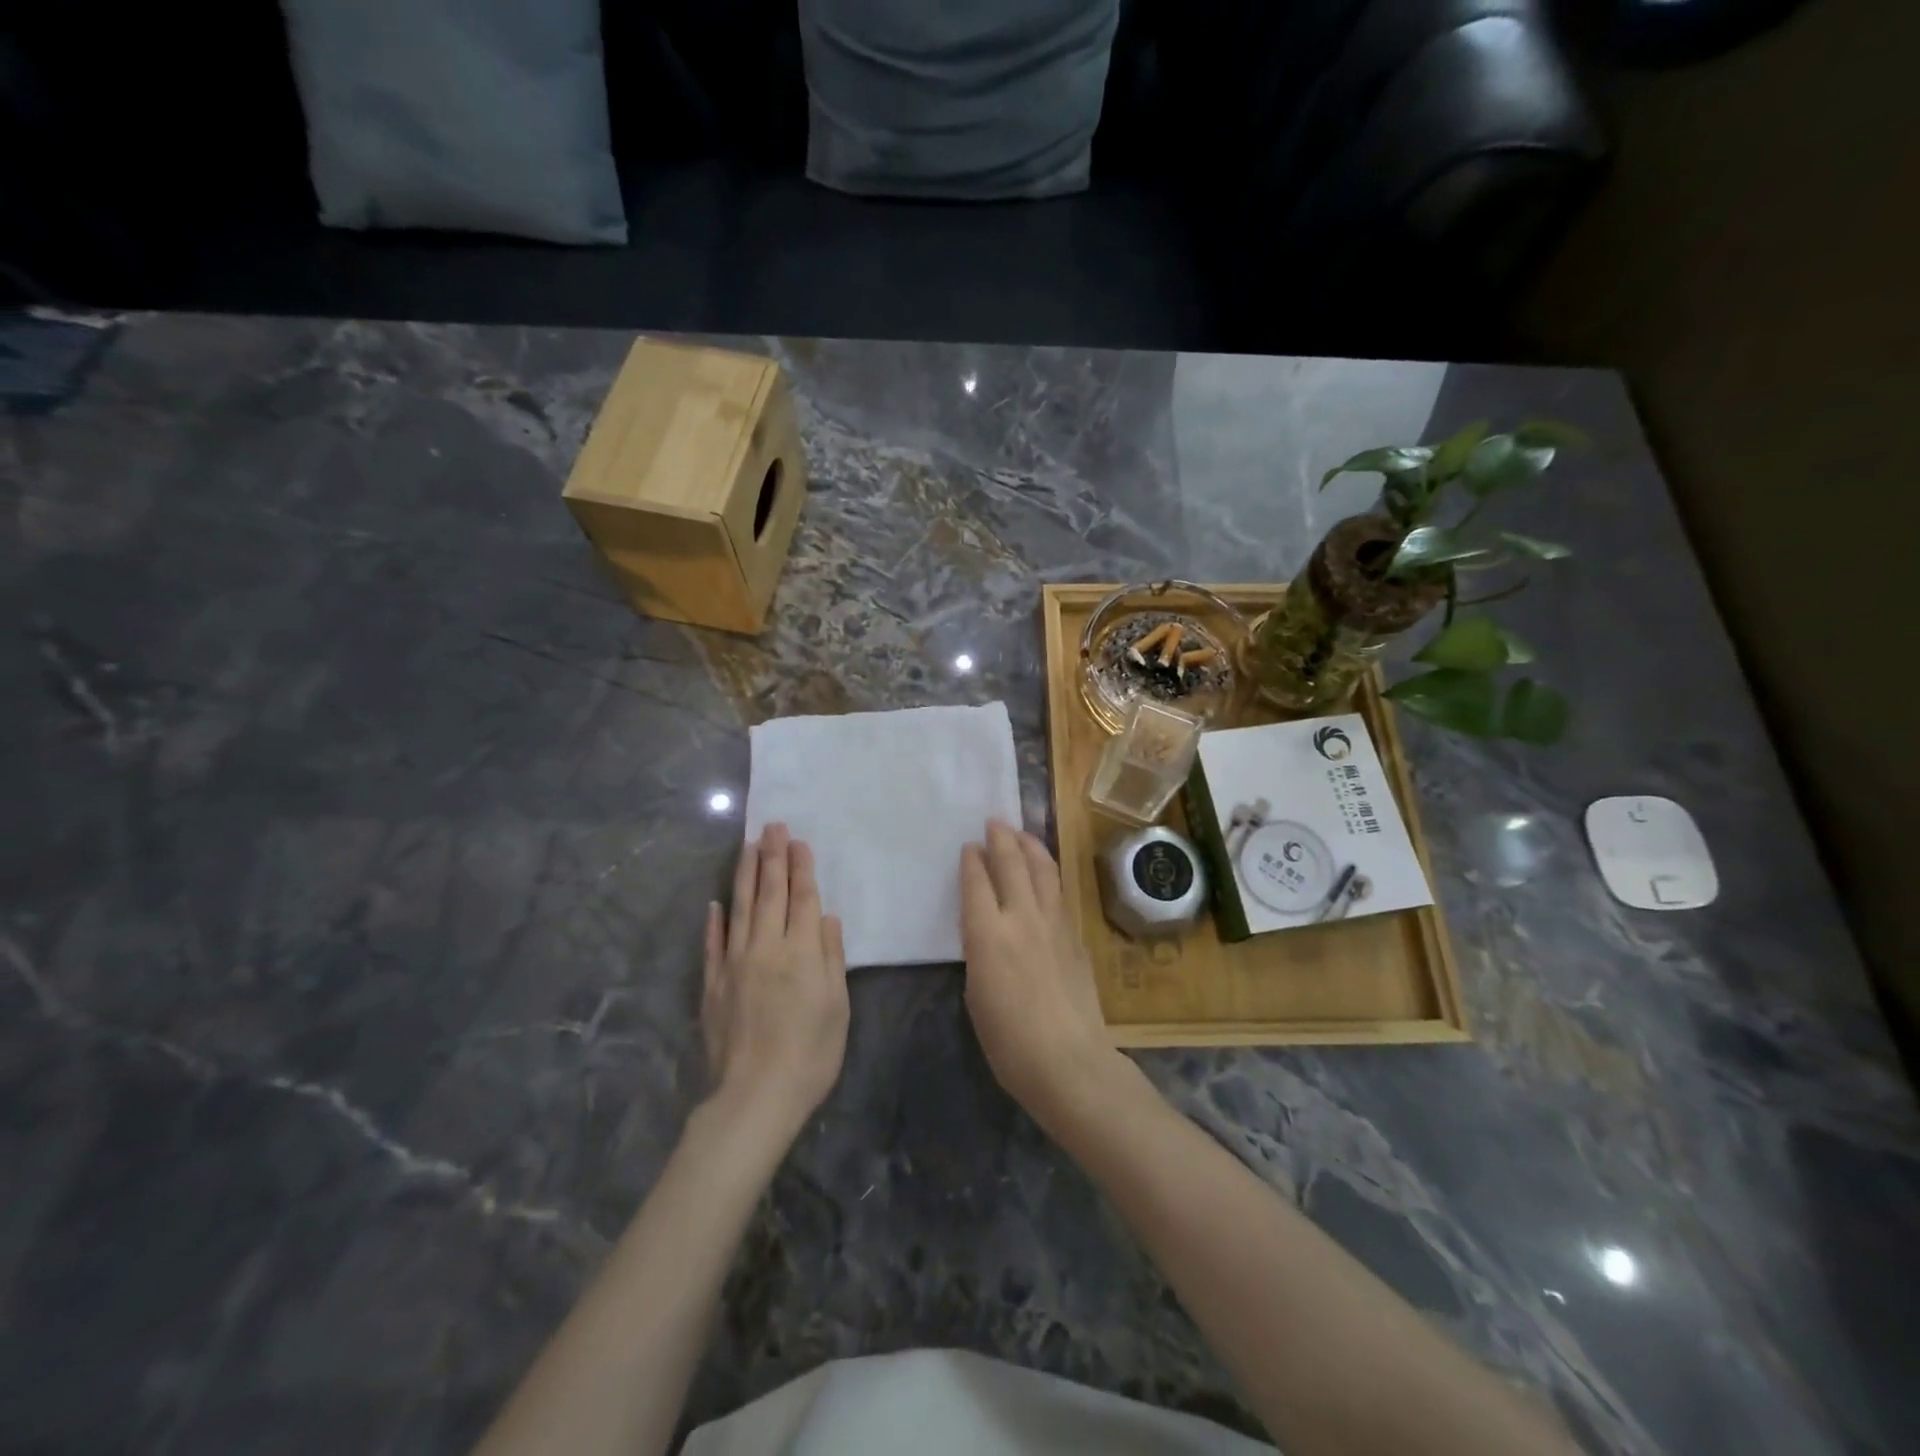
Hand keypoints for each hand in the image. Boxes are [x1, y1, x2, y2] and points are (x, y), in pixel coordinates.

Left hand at [703, 824, 848, 1138]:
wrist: (756, 1096)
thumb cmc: (811, 1054)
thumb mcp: (838, 1006)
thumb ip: (832, 957)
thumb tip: (826, 918)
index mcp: (802, 951)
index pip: (802, 898)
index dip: (802, 868)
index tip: (798, 841)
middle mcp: (766, 947)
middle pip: (770, 893)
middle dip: (773, 857)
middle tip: (772, 826)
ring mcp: (734, 963)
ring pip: (740, 908)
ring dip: (745, 875)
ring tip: (748, 847)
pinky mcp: (712, 984)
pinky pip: (713, 944)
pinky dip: (715, 921)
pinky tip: (715, 903)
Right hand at [960, 820, 1129, 1136]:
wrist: (1069, 1061)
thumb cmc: (1009, 1041)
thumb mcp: (976, 994)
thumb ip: (980, 952)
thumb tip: (987, 931)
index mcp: (987, 935)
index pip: (977, 882)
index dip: (971, 861)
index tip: (969, 846)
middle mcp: (1021, 918)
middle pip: (1010, 864)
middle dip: (1001, 839)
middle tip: (993, 822)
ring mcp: (1053, 923)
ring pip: (1041, 869)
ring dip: (1029, 845)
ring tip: (1021, 833)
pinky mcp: (1074, 935)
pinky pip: (1058, 890)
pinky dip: (1047, 871)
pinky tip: (1044, 870)